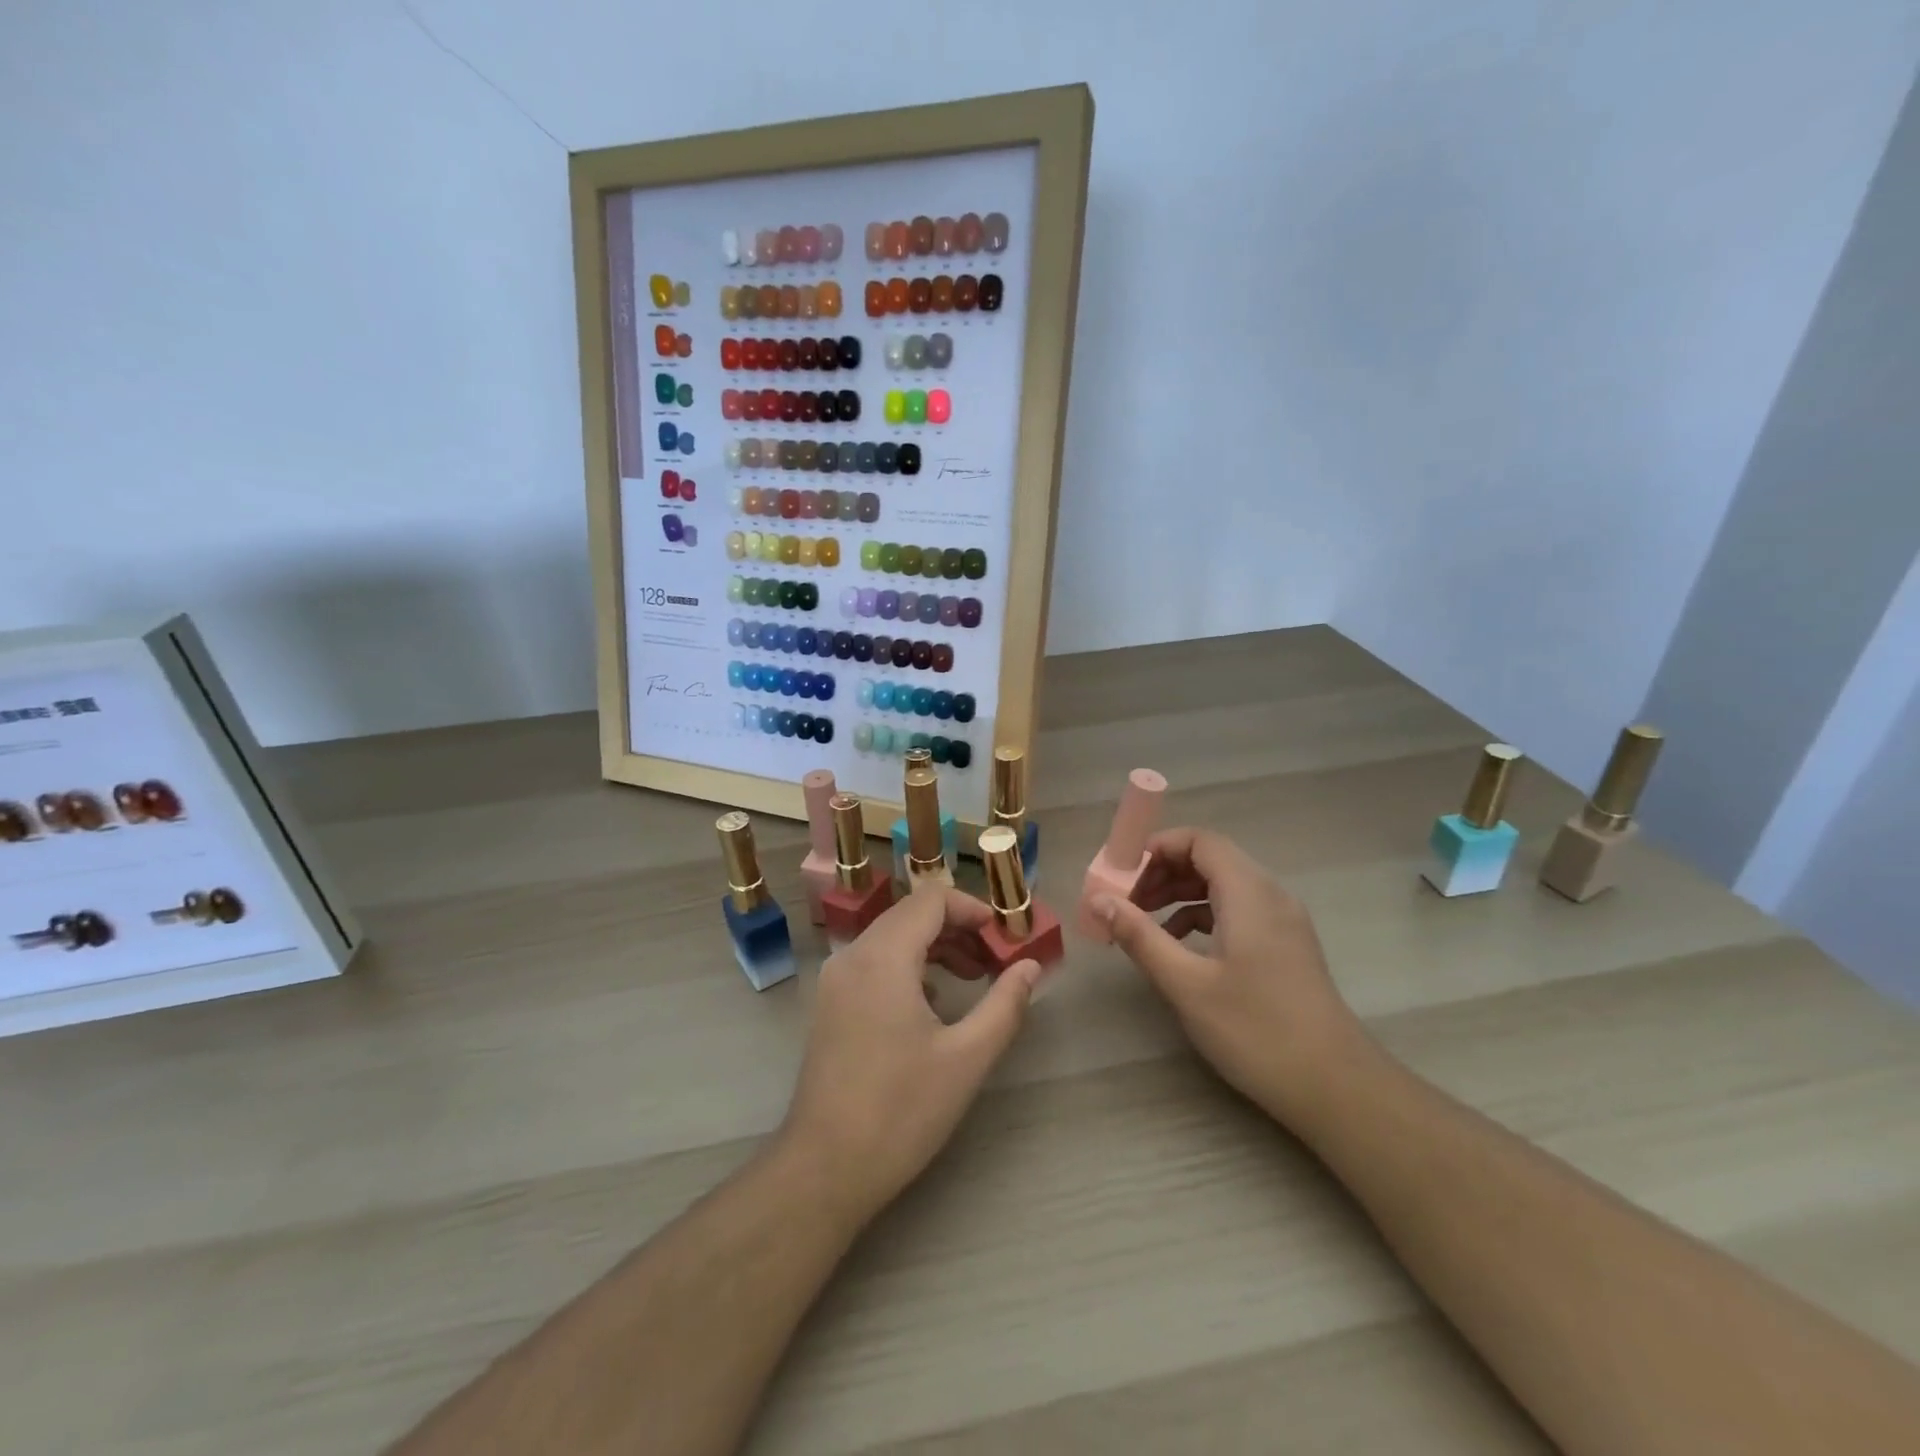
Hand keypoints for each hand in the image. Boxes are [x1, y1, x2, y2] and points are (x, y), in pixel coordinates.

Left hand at [780, 887, 1041, 1224]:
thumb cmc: (901, 1110)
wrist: (824, 1168)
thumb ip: (1005, 1004)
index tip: (1005, 937)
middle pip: (911, 914)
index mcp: (883, 957)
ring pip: (892, 938)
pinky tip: (935, 1004)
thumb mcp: (966, 1058)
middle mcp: (853, 955)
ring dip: (935, 947)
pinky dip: (909, 966)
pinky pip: (875, 962)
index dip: (973, 909)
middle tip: (996, 960)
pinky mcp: (830, 1004)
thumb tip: (1031, 965)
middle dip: (958, 928)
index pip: (932, 899)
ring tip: (974, 978)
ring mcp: (836, 980)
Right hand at [1088, 827, 1366, 1121]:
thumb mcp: (1187, 984)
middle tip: (1126, 901)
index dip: (1157, 847)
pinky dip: (1203, 915)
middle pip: (1211, 859)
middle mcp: (1270, 895)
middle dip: (1163, 871)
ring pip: (1224, 885)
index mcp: (1249, 893)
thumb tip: (1098, 900)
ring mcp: (1283, 921)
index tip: (1122, 873)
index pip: (1200, 841)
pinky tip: (1179, 945)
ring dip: (1180, 893)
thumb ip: (1140, 936)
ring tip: (1143, 921)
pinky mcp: (1286, 946)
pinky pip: (1237, 910)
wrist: (1336, 1088)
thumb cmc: (1256, 1030)